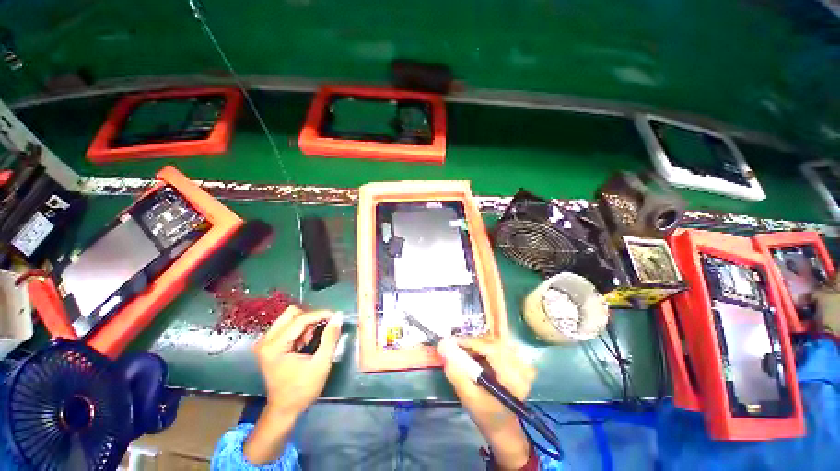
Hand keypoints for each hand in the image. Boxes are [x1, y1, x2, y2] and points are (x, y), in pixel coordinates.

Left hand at [244, 307, 341, 463]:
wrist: (284, 409)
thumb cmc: (302, 389)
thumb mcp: (321, 364)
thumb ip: (330, 337)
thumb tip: (338, 316)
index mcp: (274, 346)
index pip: (300, 319)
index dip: (320, 314)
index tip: (335, 316)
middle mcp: (266, 341)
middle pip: (291, 314)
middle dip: (310, 318)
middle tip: (320, 330)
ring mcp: (265, 343)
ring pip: (289, 318)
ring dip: (305, 325)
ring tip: (311, 341)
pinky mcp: (269, 345)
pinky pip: (287, 326)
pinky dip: (300, 330)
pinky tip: (304, 344)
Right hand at [440, 337, 535, 470]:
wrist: (502, 425)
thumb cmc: (485, 414)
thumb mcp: (468, 397)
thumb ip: (456, 373)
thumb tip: (443, 347)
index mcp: (512, 380)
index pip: (492, 350)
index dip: (471, 342)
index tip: (452, 341)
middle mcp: (521, 368)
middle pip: (493, 342)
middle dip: (472, 342)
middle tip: (455, 345)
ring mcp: (522, 363)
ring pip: (495, 341)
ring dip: (478, 343)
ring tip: (464, 349)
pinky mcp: (518, 360)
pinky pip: (499, 344)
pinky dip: (485, 345)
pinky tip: (477, 352)